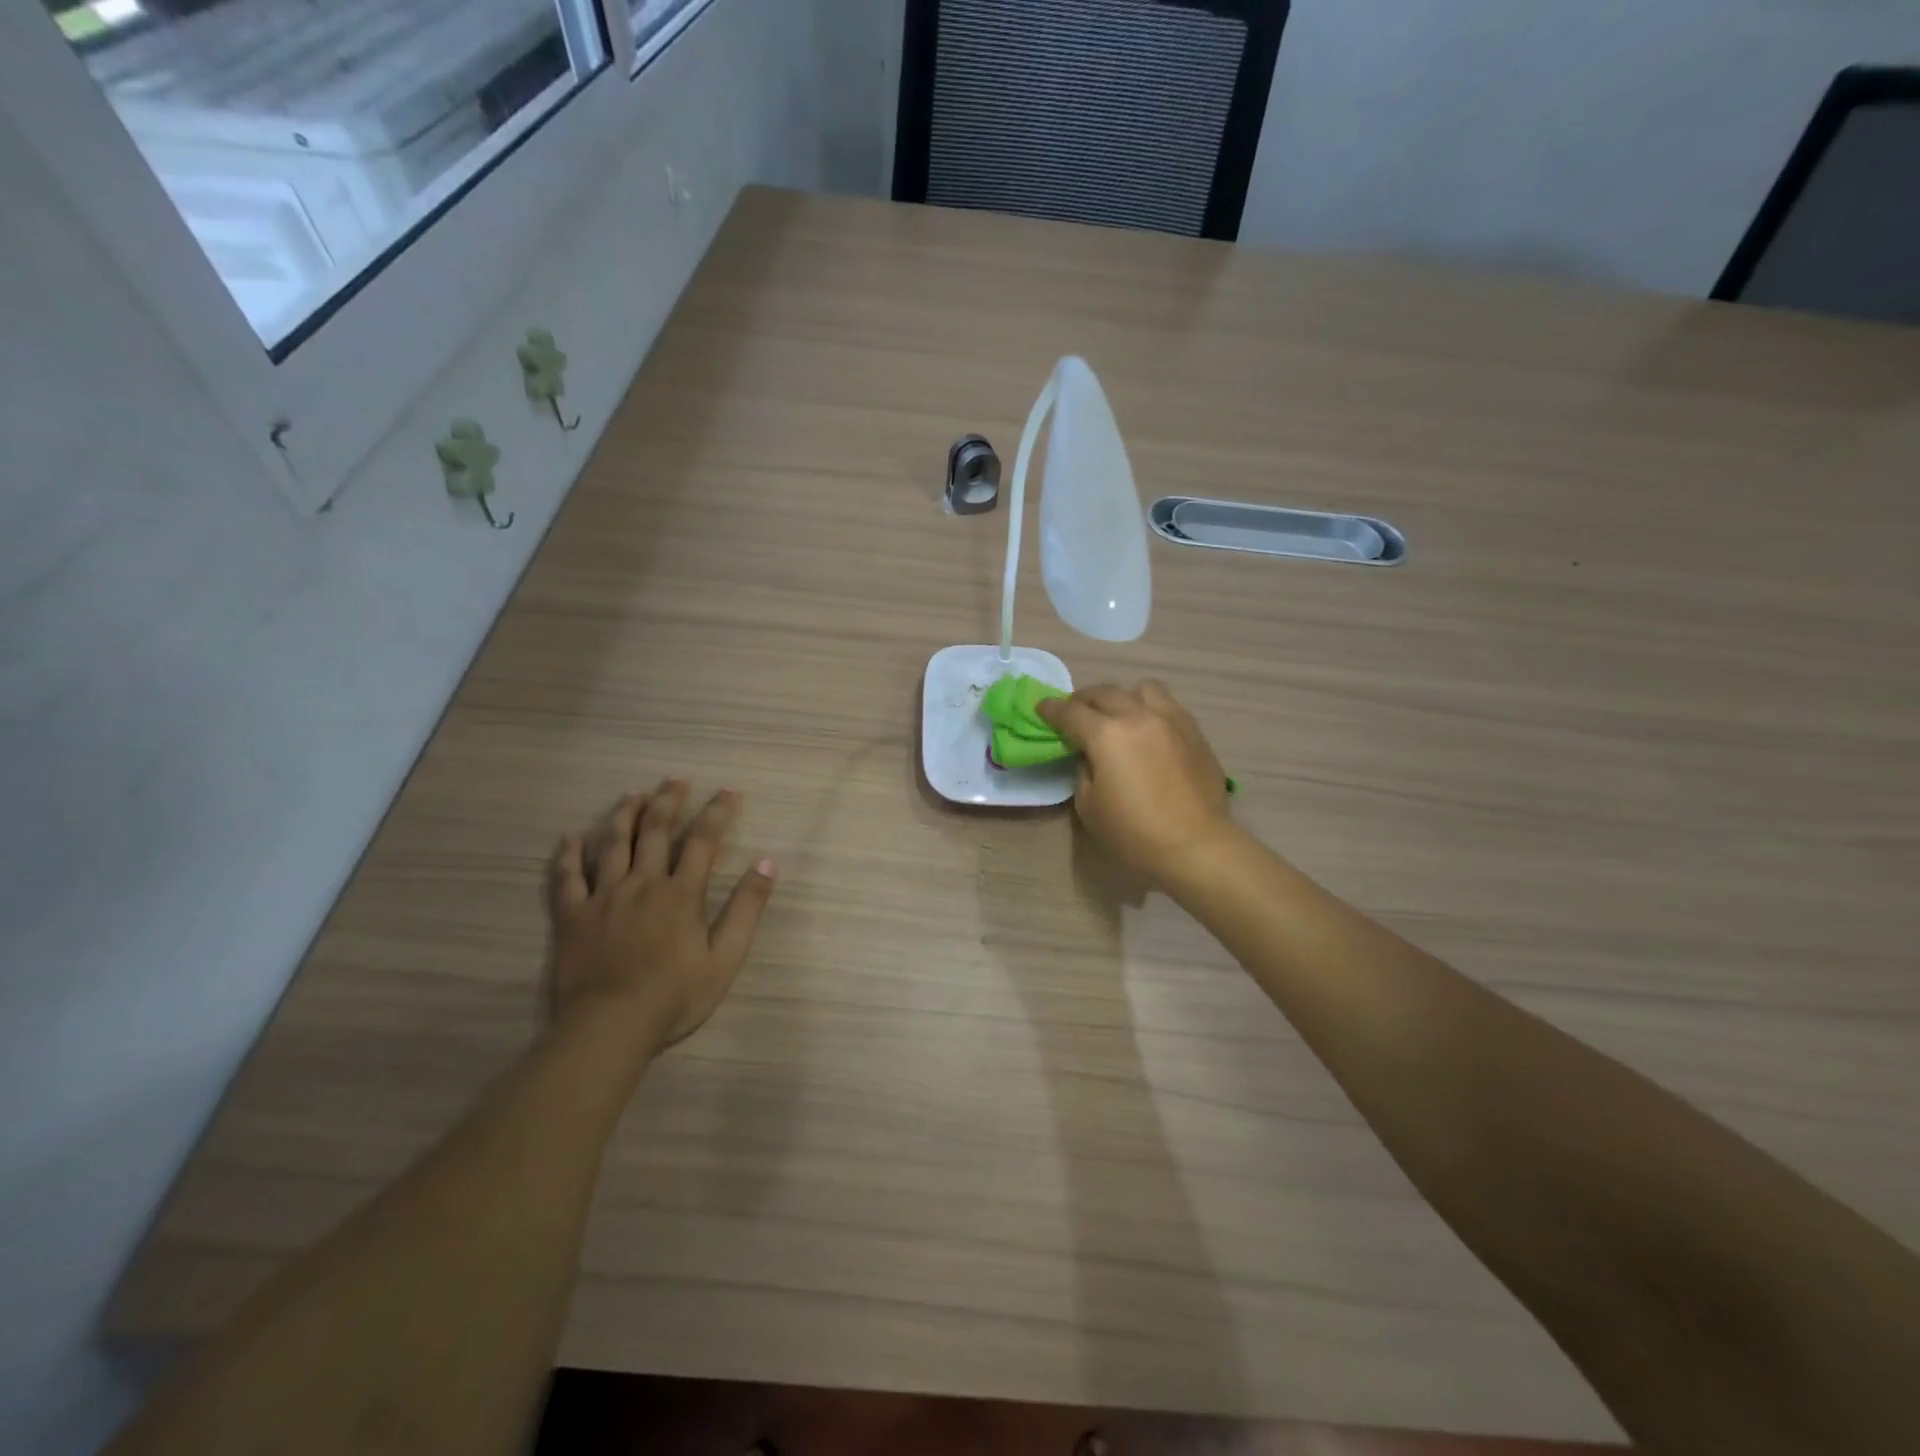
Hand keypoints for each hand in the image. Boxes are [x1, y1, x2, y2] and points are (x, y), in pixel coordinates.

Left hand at [546, 780, 776, 1053]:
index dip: (717, 813)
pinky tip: (572, 837)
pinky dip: (569, 854)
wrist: (610, 1026)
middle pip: (656, 831)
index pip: (703, 841)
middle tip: (676, 778)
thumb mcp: (726, 957)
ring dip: (625, 815)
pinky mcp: (572, 916)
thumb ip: (747, 907)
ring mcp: (603, 897)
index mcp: (681, 893)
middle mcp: (642, 883)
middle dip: (669, 801)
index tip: (729, 791)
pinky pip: (567, 878)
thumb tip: (768, 862)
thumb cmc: (675, 995)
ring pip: (613, 844)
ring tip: (633, 794)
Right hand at [1038, 681, 1235, 880]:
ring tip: (1119, 714)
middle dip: (1083, 699)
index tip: (1042, 708)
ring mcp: (1170, 719)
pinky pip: (1168, 705)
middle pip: (1104, 692)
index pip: (1070, 712)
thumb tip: (1090, 755)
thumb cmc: (1133, 831)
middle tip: (1075, 713)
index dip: (1051, 709)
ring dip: (1123, 696)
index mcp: (1106, 735)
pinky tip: (1148, 729)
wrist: (1195, 844)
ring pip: (1142, 688)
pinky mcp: (1194, 731)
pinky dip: (1150, 709)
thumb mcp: (1088, 805)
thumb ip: (1083, 770)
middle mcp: (1137, 716)